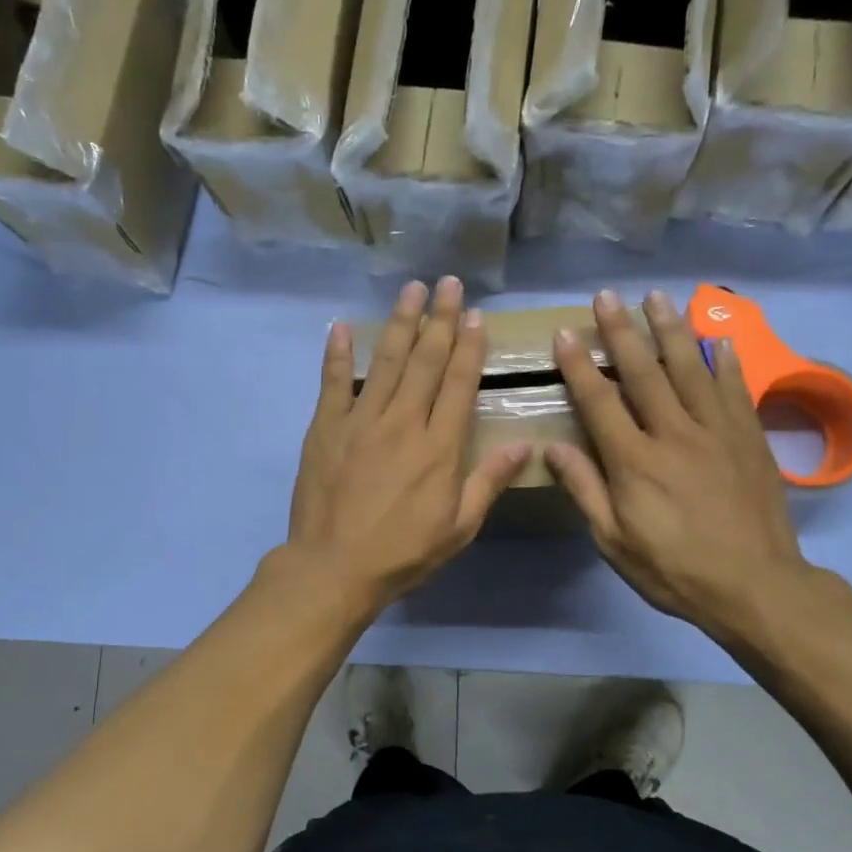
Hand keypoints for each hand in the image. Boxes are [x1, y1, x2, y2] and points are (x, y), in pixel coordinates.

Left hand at [282, 277, 530, 617]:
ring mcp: (360, 421)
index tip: (475, 315)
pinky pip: (332, 383)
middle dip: (440, 319)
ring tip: (411, 290)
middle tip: (449, 283)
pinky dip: (336, 354)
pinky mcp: (325, 428)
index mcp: (439, 446)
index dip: (469, 347)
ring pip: (384, 361)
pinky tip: (341, 327)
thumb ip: (489, 481)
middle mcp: (403, 422)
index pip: (460, 383)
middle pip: (425, 361)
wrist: (334, 568)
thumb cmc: (403, 553)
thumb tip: (526, 445)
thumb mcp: (459, 527)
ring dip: (400, 323)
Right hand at [545, 289, 819, 647]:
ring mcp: (717, 431)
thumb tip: (553, 447)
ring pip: (691, 368)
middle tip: (606, 296)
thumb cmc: (674, 569)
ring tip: (656, 298)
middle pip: (644, 372)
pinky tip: (718, 336)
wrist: (756, 586)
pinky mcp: (750, 437)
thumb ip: (585, 490)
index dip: (579, 366)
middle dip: (622, 331)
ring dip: (670, 330)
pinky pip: (735, 388)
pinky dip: (725, 359)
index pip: (600, 402)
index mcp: (634, 461)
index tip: (564, 334)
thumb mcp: (614, 541)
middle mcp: (674, 434)